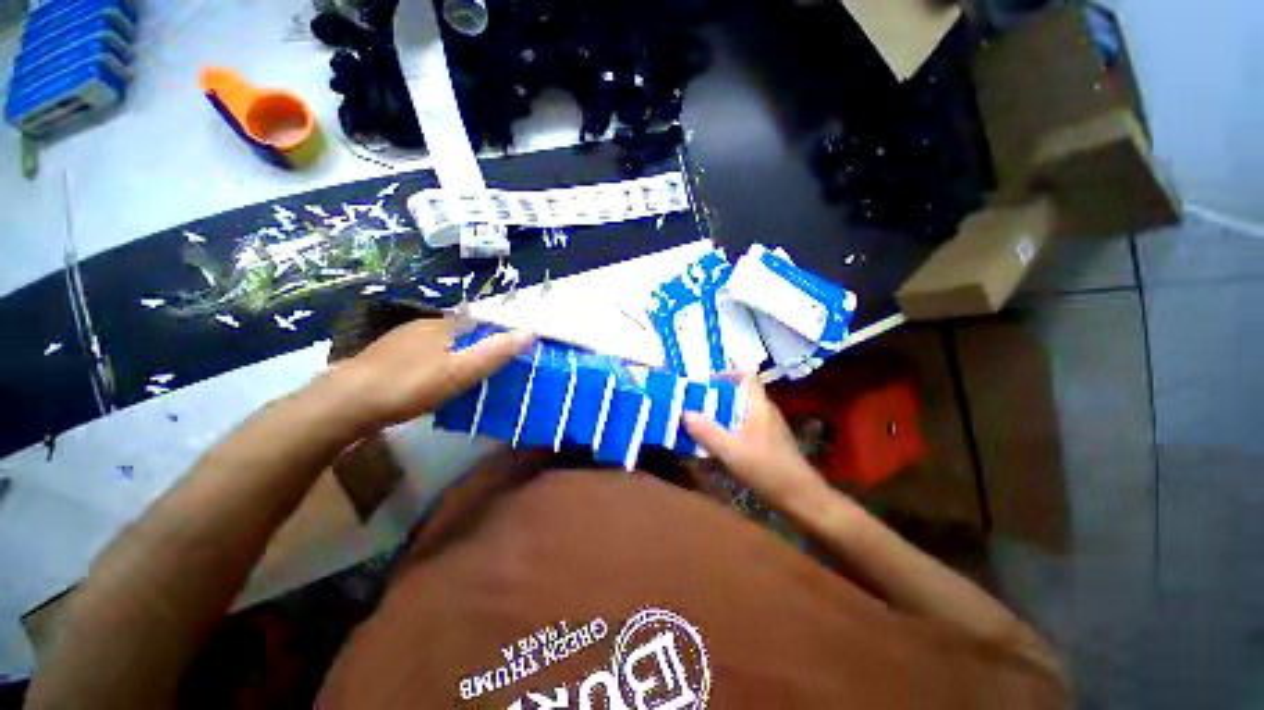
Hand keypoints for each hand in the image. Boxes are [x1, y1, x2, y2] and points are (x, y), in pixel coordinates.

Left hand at [320, 317, 533, 430]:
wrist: (343, 405)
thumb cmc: (409, 385)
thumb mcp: (460, 371)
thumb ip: (496, 352)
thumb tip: (531, 331)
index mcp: (443, 325)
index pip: (483, 323)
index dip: (500, 337)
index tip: (514, 356)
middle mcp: (424, 326)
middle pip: (463, 334)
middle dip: (481, 348)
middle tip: (495, 373)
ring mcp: (403, 341)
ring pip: (444, 346)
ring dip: (460, 358)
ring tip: (471, 381)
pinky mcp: (388, 358)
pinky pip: (426, 358)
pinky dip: (440, 367)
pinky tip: (437, 385)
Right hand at [684, 376, 828, 513]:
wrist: (801, 498)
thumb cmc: (768, 469)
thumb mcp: (732, 451)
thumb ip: (708, 432)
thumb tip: (685, 413)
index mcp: (759, 405)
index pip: (747, 375)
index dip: (727, 373)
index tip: (705, 382)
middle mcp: (764, 411)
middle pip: (739, 393)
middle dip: (715, 396)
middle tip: (693, 403)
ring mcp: (767, 427)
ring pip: (740, 411)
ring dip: (720, 414)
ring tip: (699, 421)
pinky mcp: (767, 442)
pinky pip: (743, 426)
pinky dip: (728, 428)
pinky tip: (716, 442)